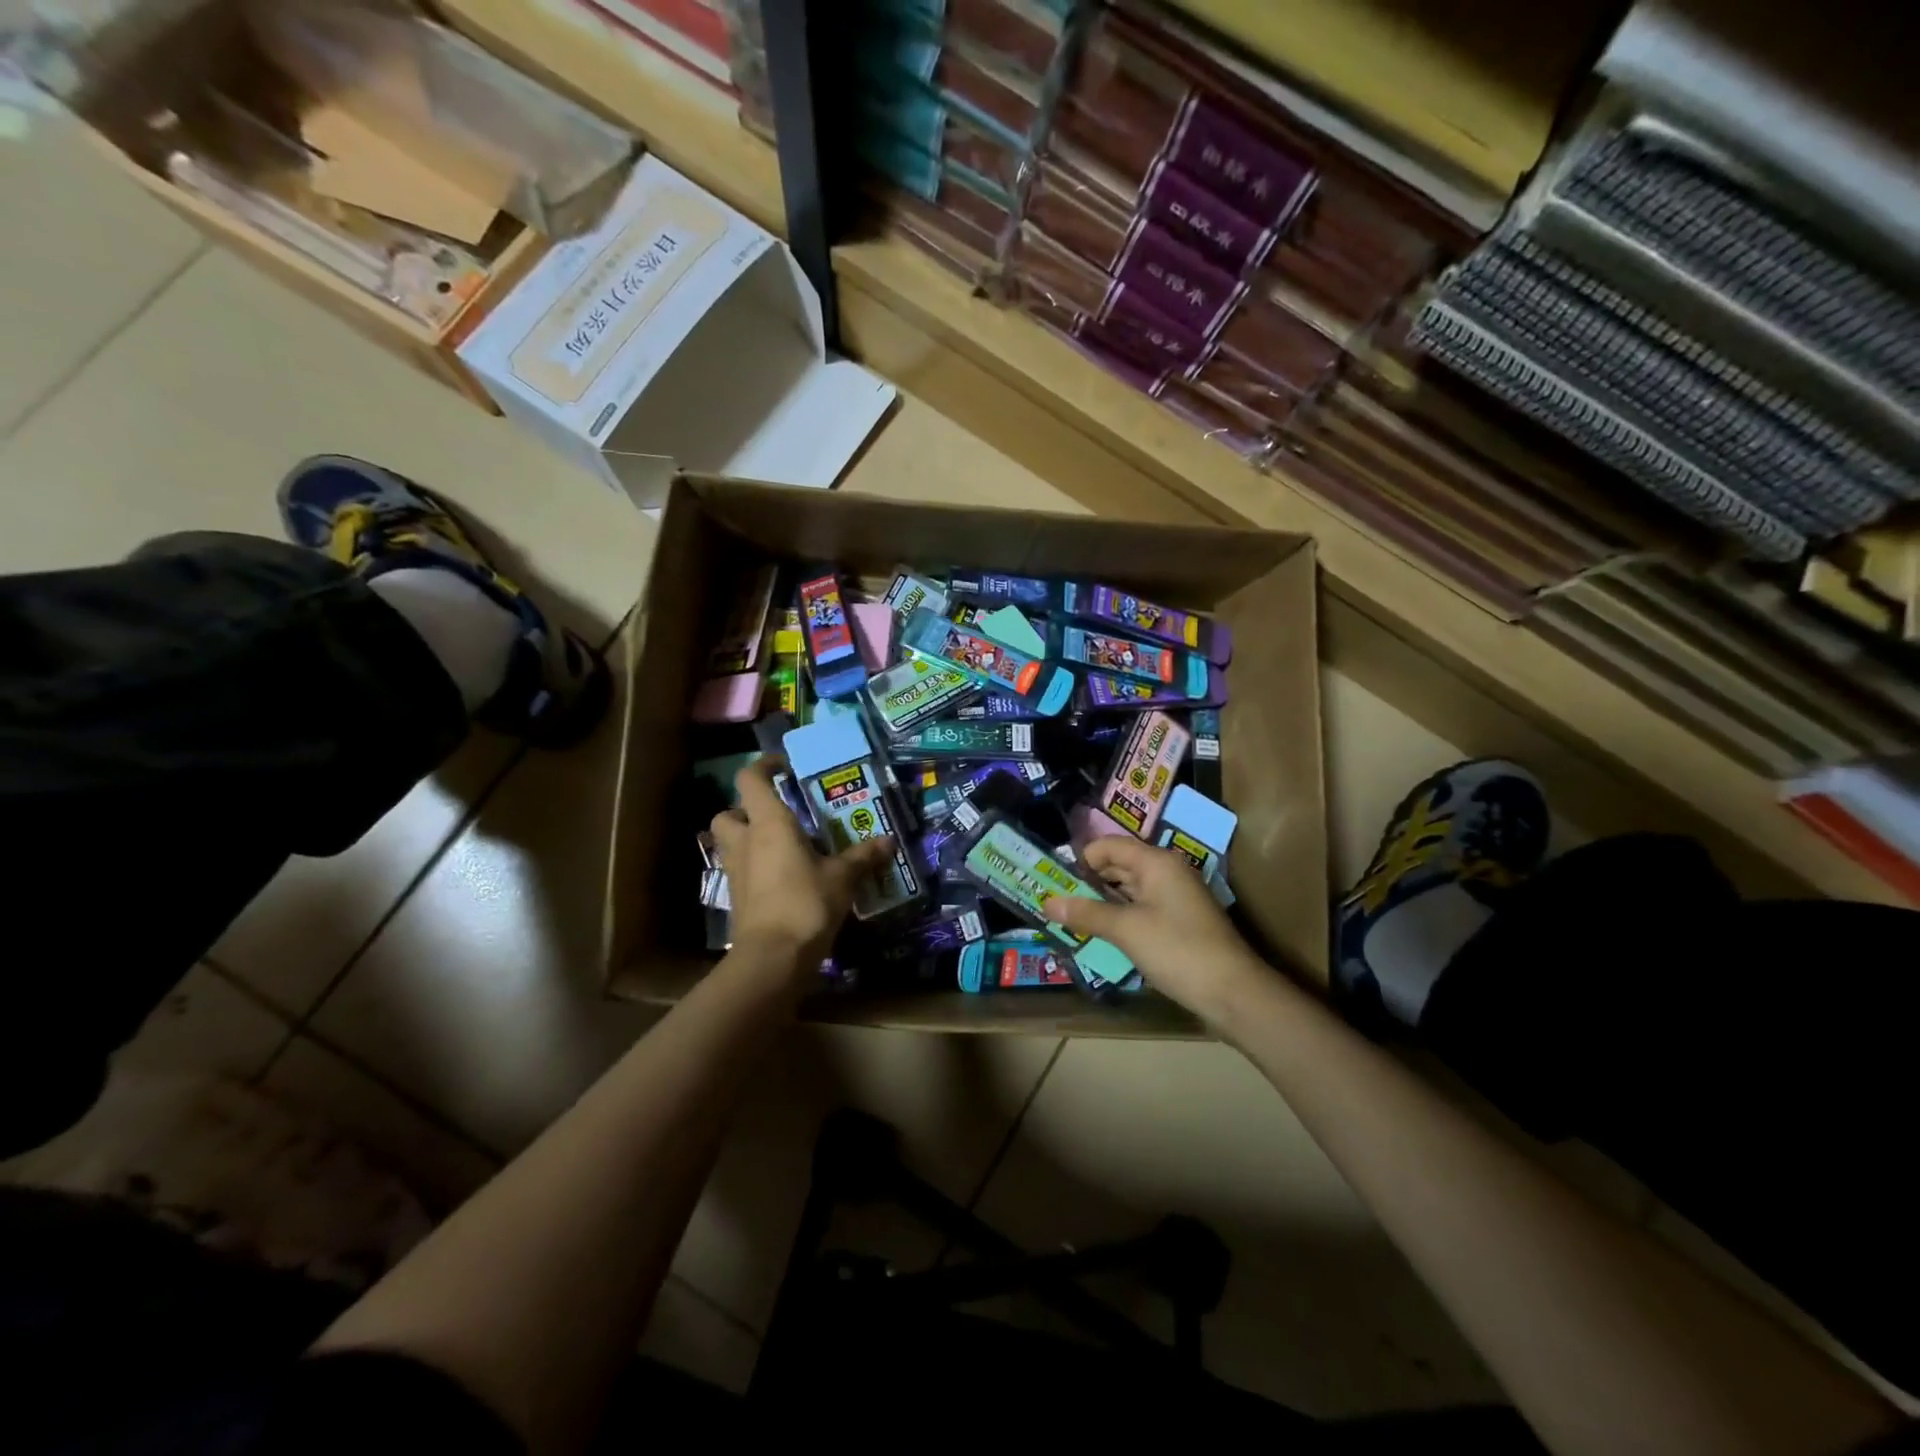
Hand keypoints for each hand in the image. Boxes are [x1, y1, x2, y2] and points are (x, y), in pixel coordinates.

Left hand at [711, 758, 893, 977]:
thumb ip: (862, 856)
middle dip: (745, 810)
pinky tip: (783, 878)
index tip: (783, 767)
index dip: (763, 767)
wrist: (772, 958)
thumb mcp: (842, 877)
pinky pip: (740, 871)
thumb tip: (889, 841)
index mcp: (769, 824)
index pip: (750, 779)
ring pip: (730, 843)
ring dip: (747, 839)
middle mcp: (745, 841)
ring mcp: (735, 872)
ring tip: (782, 846)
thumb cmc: (806, 903)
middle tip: (777, 816)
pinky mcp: (735, 899)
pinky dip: (755, 868)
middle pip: (728, 813)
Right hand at [1043, 837, 1264, 1025]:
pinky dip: (1120, 916)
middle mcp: (1166, 872)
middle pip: (1119, 865)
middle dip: (1088, 881)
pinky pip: (1141, 908)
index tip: (1055, 881)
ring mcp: (1175, 897)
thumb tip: (1048, 902)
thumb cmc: (1177, 950)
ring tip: (1072, 918)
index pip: (1109, 845)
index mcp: (1156, 862)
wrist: (1234, 992)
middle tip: (1057, 901)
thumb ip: (1086, 914)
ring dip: (1102, 901)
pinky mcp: (1179, 921)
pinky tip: (1102, 933)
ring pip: (1129, 889)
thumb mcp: (1126, 930)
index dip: (1081, 859)